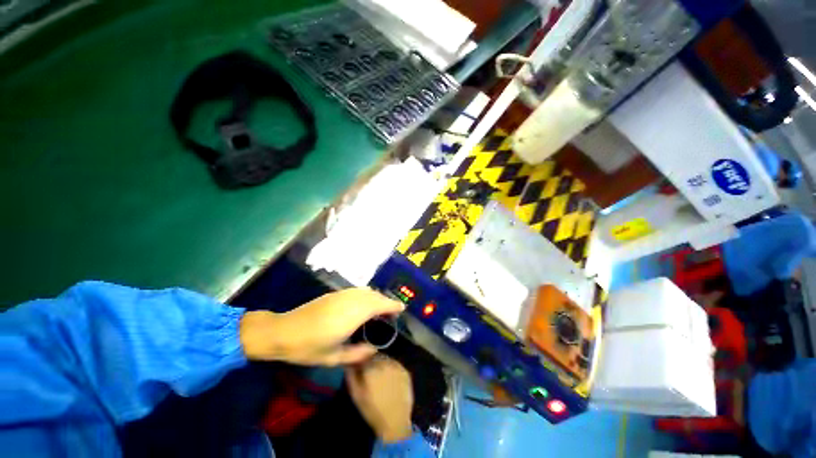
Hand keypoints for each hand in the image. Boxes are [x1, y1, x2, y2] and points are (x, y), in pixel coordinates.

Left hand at [239, 288, 403, 365]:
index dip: (392, 305)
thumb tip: (374, 349)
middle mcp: (350, 301)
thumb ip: (358, 354)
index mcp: (353, 315)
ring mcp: (342, 295)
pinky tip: (364, 305)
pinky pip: (357, 291)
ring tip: (380, 309)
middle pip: (375, 296)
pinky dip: (366, 295)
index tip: (402, 308)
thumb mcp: (334, 358)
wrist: (282, 331)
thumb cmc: (308, 348)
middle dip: (386, 301)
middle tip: (392, 313)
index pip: (379, 304)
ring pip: (366, 291)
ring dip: (377, 297)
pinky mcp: (334, 294)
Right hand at [346, 357, 413, 442]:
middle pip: (376, 356)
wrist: (395, 422)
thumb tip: (349, 362)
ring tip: (381, 378)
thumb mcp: (356, 395)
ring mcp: (396, 365)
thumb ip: (351, 375)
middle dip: (372, 362)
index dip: (362, 361)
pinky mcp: (405, 370)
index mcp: (371, 367)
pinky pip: (395, 364)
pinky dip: (391, 368)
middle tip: (371, 374)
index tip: (361, 368)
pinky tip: (390, 380)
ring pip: (386, 359)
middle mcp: (384, 363)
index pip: (364, 355)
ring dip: (382, 364)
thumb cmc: (372, 410)